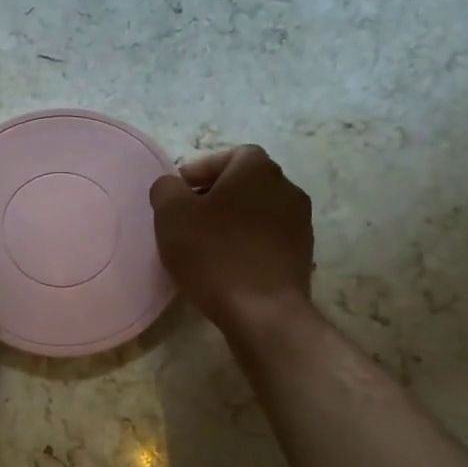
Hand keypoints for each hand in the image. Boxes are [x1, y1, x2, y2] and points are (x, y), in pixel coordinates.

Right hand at [150, 146, 313, 330]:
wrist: (263, 310)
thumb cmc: (214, 253)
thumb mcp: (172, 215)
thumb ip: (166, 190)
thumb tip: (171, 186)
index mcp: (257, 170)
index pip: (229, 155)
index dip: (200, 170)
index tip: (177, 193)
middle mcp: (286, 188)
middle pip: (245, 184)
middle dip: (214, 197)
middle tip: (186, 220)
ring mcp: (299, 224)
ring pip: (256, 213)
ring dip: (231, 222)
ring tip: (203, 246)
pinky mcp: (301, 256)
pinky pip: (266, 240)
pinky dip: (246, 245)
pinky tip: (225, 267)